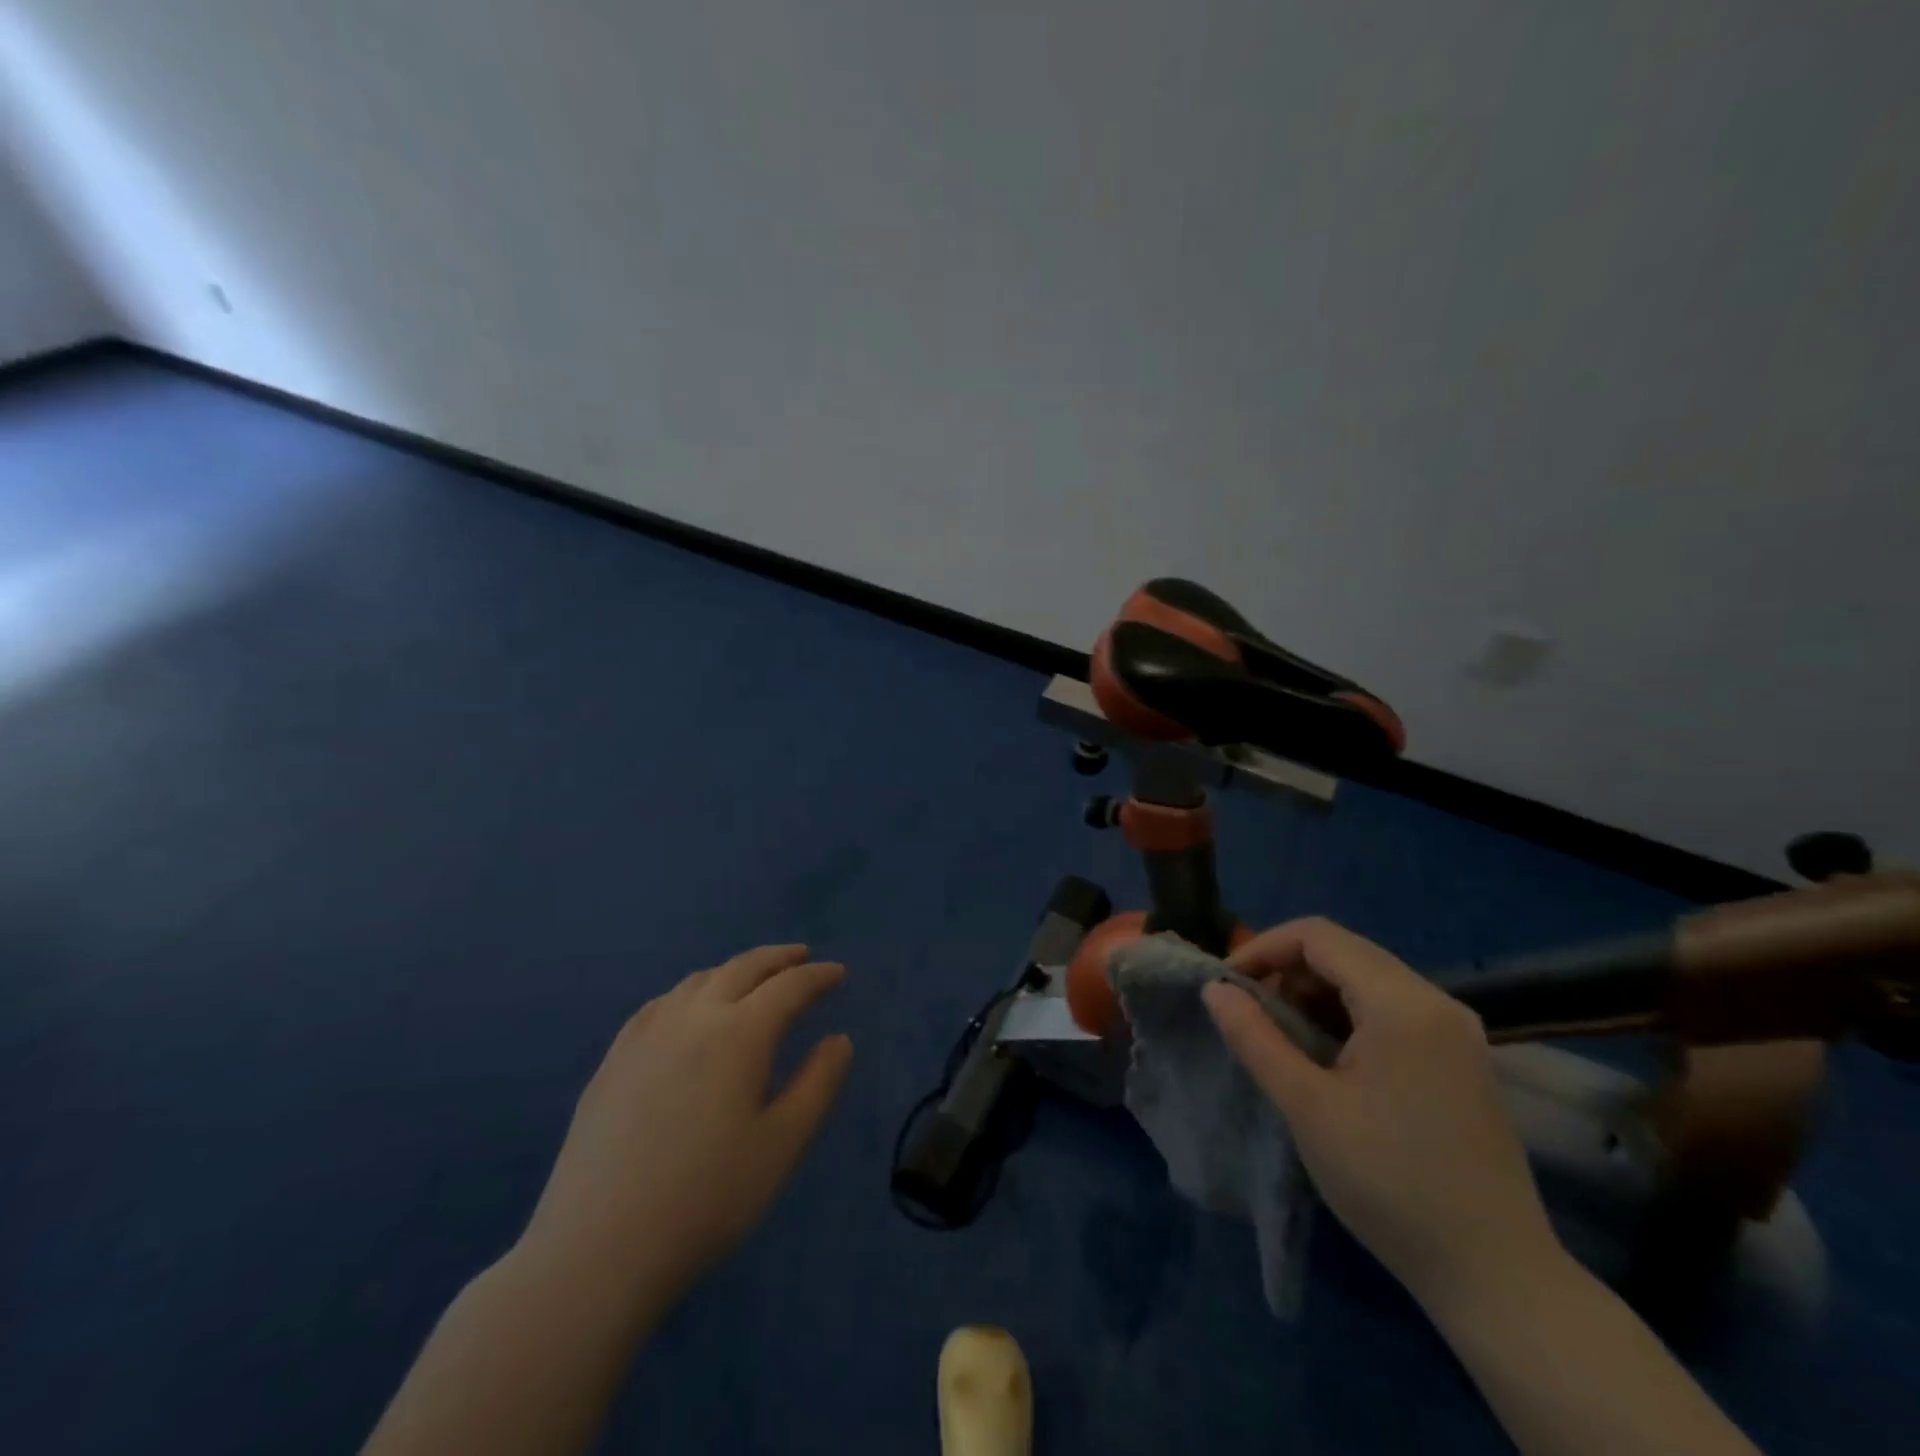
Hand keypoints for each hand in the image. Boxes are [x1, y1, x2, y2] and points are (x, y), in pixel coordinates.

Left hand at [517, 945, 851, 1323]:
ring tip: (753, 979)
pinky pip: (661, 1004)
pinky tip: (689, 1008)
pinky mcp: (614, 1060)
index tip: (838, 973)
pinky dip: (691, 991)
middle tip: (802, 957)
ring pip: (699, 980)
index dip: (818, 977)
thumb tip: (839, 1040)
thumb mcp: (781, 1146)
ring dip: (734, 971)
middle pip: (742, 969)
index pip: (789, 987)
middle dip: (778, 959)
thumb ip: (818, 1085)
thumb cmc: (706, 1200)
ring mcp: (646, 1035)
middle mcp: (693, 1018)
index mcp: (740, 1034)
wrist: (597, 1250)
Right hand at [1202, 918, 1559, 1312]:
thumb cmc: (1389, 1183)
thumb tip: (1214, 988)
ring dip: (1314, 994)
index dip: (1263, 947)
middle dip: (1286, 971)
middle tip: (1250, 1013)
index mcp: (1402, 1003)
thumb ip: (1254, 1036)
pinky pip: (1389, 1008)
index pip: (1318, 936)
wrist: (1495, 1275)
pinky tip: (1327, 1057)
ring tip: (1282, 1039)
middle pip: (1344, 951)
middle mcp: (1435, 1000)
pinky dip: (1346, 1015)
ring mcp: (1454, 1029)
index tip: (1227, 983)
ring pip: (1365, 978)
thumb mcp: (1306, 1106)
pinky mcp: (1459, 1056)